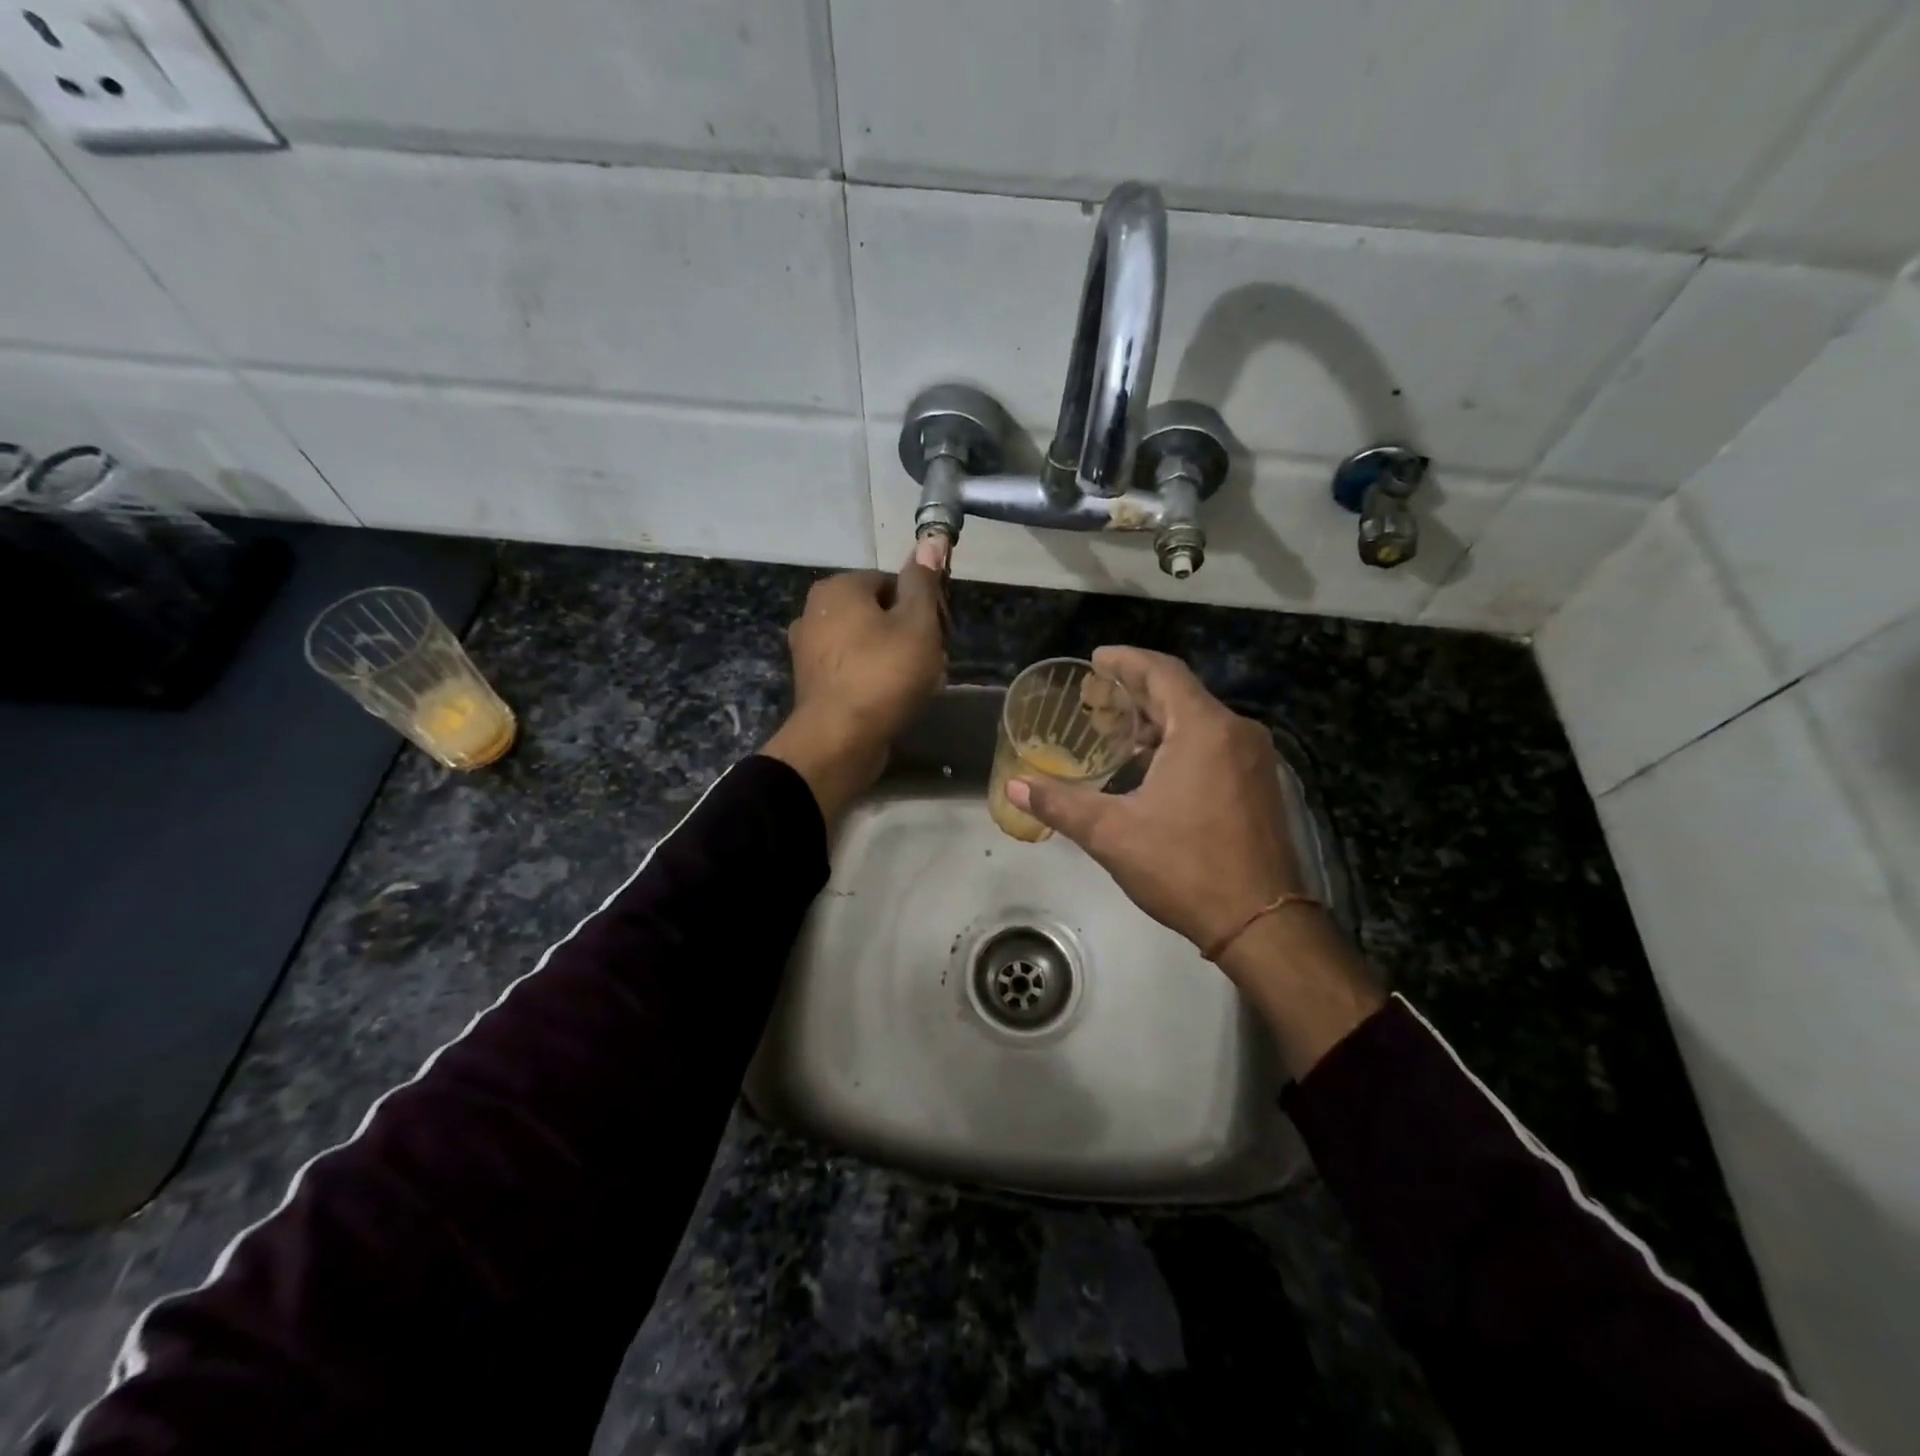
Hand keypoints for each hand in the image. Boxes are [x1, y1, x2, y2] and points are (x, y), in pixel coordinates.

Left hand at [762, 557, 945, 820]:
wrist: (839, 740)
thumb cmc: (883, 674)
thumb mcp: (917, 623)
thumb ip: (923, 582)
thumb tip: (930, 540)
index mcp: (838, 588)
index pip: (892, 582)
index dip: (923, 606)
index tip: (940, 633)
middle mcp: (815, 611)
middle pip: (879, 613)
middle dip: (910, 634)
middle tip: (935, 662)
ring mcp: (809, 649)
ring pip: (868, 643)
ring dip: (897, 659)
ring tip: (920, 685)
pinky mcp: (813, 683)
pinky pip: (854, 670)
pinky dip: (875, 679)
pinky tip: (896, 700)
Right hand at [1006, 646, 1302, 952]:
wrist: (1261, 922)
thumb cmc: (1184, 867)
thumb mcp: (1112, 834)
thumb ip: (1060, 804)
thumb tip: (1013, 787)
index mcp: (1204, 729)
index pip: (1162, 672)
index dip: (1125, 661)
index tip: (1095, 659)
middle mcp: (1235, 732)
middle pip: (1180, 694)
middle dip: (1135, 691)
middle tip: (1093, 697)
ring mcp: (1254, 759)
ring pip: (1198, 721)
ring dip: (1156, 720)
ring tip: (1114, 730)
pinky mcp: (1259, 784)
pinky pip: (1214, 744)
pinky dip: (1178, 742)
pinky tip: (1149, 765)